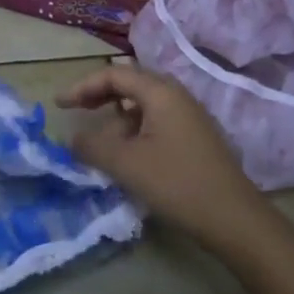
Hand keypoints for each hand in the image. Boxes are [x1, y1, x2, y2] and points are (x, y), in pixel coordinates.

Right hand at [57, 63, 272, 252]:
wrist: (234, 218)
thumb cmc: (176, 182)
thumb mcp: (126, 164)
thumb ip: (92, 147)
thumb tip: (72, 139)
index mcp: (161, 92)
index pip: (114, 75)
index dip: (82, 87)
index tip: (59, 105)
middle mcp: (177, 96)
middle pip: (130, 85)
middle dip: (99, 97)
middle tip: (76, 113)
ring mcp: (190, 118)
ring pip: (143, 107)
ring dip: (117, 119)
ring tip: (100, 145)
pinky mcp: (196, 139)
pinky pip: (156, 124)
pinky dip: (134, 132)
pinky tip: (127, 157)